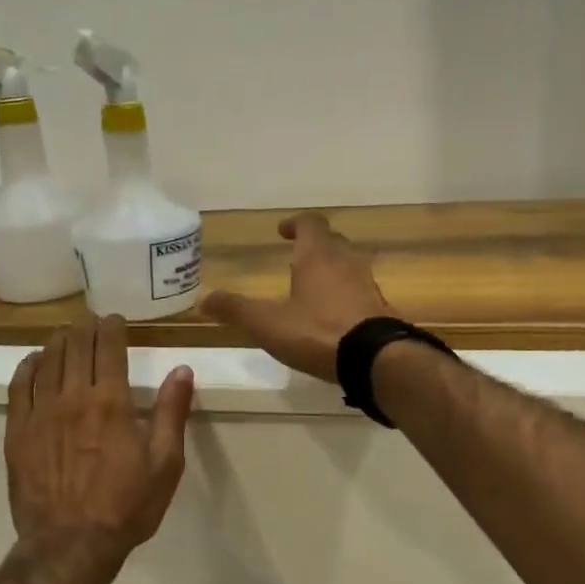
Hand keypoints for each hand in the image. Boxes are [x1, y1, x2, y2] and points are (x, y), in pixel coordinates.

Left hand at [5, 314, 194, 559]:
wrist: (70, 545)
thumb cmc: (125, 506)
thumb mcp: (164, 463)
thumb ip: (172, 412)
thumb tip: (182, 370)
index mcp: (110, 401)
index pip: (109, 347)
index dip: (111, 327)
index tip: (115, 321)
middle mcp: (73, 396)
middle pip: (76, 346)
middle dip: (85, 328)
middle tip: (91, 324)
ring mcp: (41, 412)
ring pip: (47, 360)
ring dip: (58, 341)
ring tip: (65, 335)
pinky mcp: (17, 431)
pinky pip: (19, 386)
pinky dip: (27, 367)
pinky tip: (34, 361)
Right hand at [200, 213, 393, 382]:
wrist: (376, 359)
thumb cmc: (317, 331)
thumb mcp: (268, 323)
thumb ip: (236, 310)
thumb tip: (204, 300)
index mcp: (318, 256)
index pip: (310, 223)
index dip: (295, 224)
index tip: (283, 231)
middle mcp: (346, 262)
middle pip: (331, 242)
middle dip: (313, 246)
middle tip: (295, 257)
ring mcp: (367, 285)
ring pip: (347, 266)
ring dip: (330, 270)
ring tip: (311, 288)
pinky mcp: (379, 309)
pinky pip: (359, 291)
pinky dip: (344, 294)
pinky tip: (332, 316)